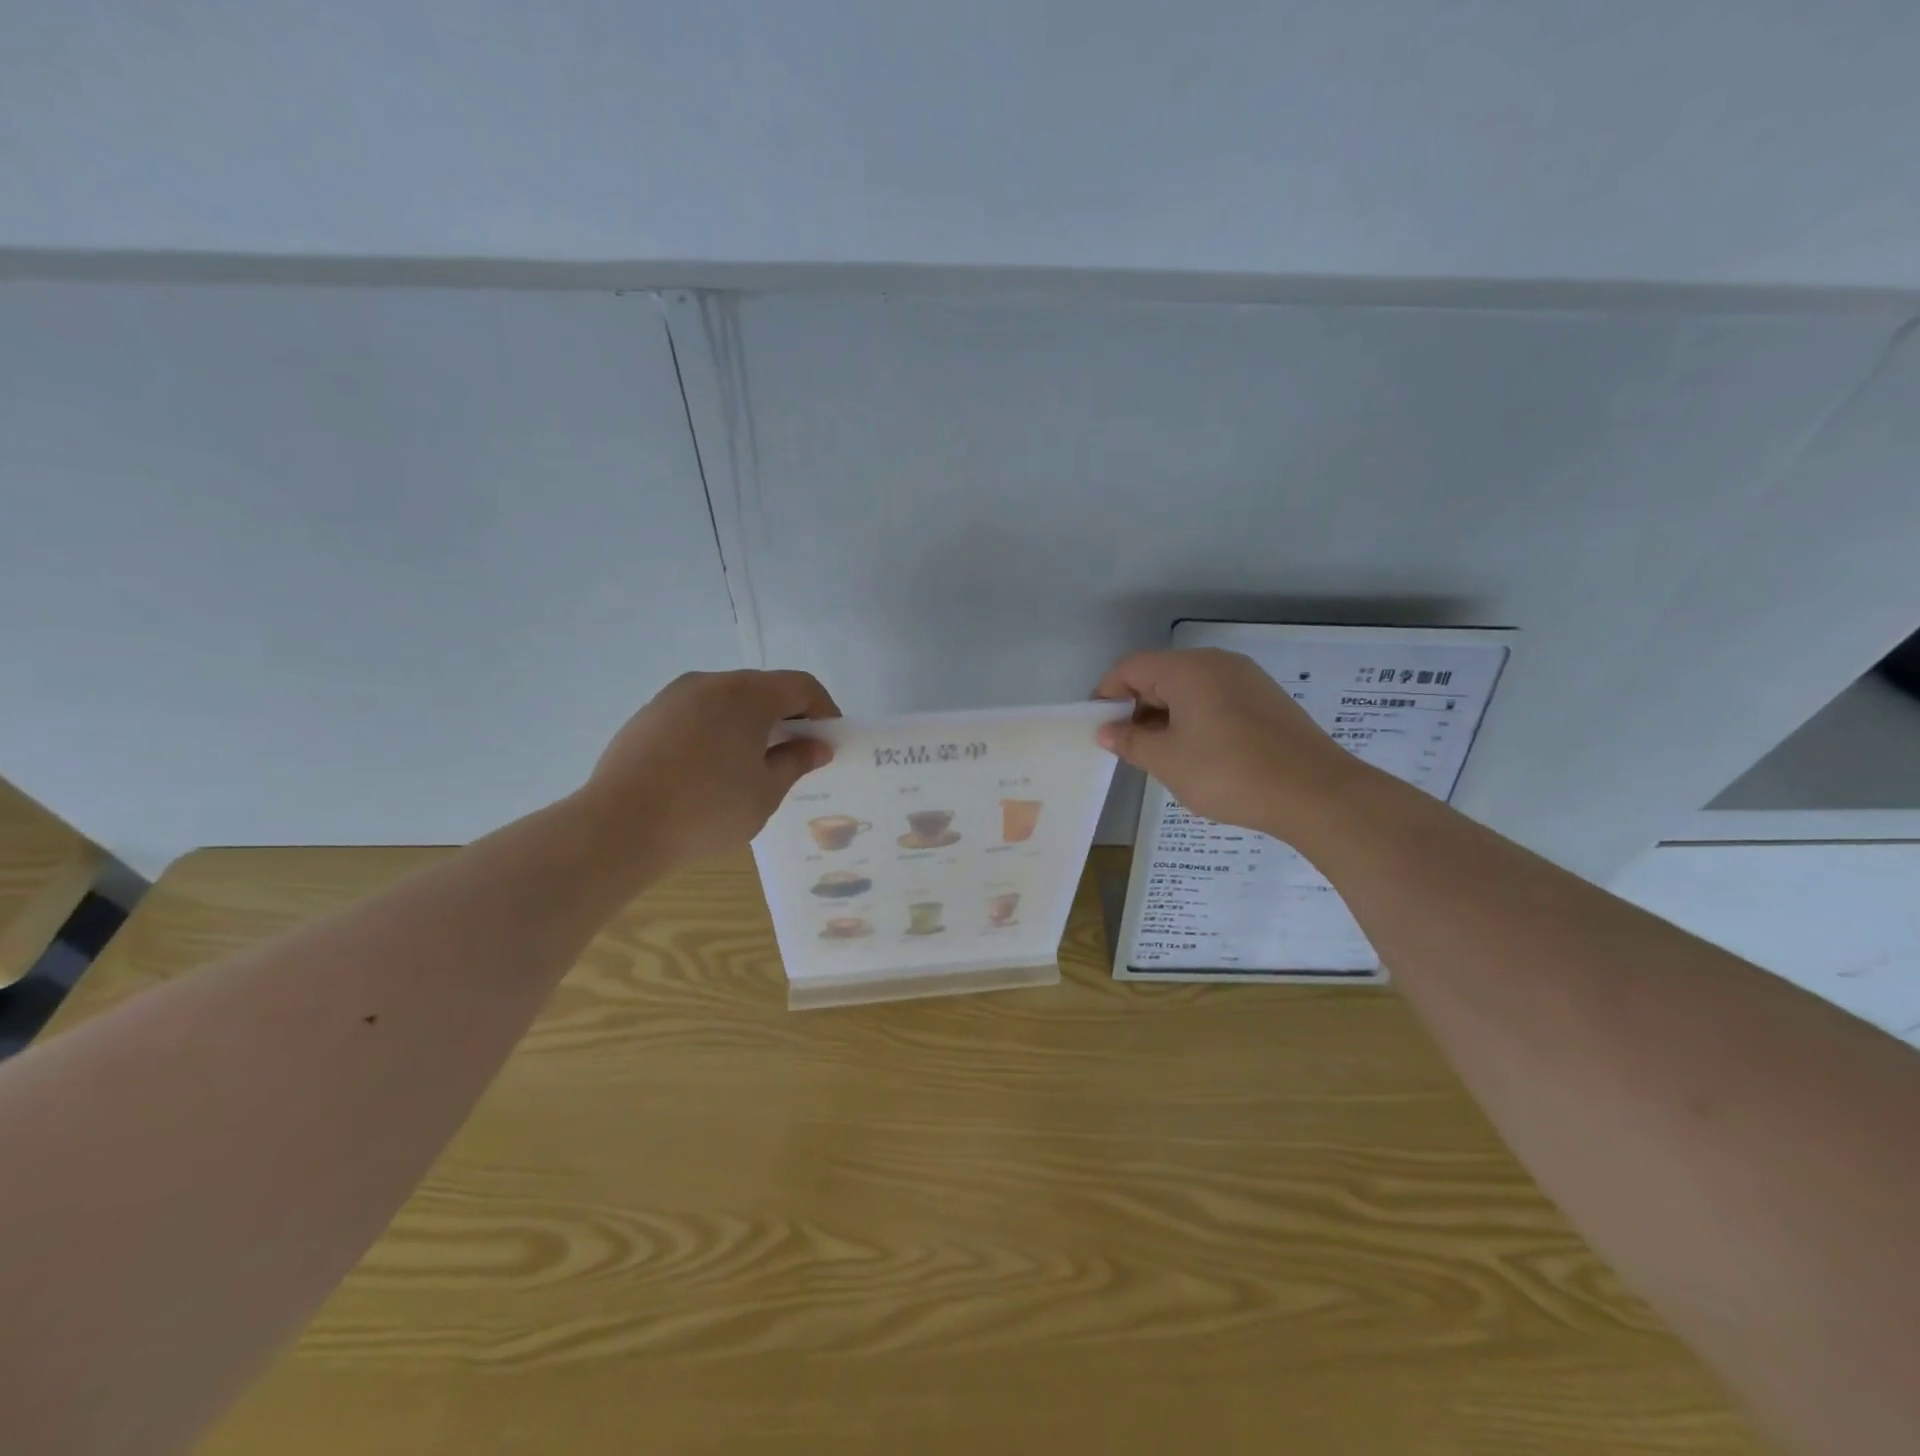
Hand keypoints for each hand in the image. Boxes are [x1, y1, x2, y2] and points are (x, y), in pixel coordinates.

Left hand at [583, 669, 839, 867]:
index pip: (801, 686)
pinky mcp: (648, 716)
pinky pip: (697, 713)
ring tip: (753, 764)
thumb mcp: (765, 792)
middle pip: (763, 688)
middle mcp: (710, 683)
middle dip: (787, 717)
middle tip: (796, 755)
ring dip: (751, 723)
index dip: (824, 710)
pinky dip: (718, 730)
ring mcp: (673, 696)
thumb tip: (816, 745)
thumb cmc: (707, 809)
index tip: (829, 741)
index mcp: (747, 695)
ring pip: (728, 699)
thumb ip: (796, 761)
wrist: (618, 827)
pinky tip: (711, 769)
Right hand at [1094, 649, 1359, 833]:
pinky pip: (1216, 700)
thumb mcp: (1168, 761)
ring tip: (1160, 755)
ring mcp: (1247, 679)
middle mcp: (1217, 663)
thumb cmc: (1229, 772)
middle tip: (1127, 746)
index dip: (1107, 694)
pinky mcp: (1267, 700)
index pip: (1131, 668)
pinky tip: (1197, 754)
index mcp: (1188, 669)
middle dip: (1136, 707)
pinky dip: (1195, 719)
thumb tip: (1106, 731)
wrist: (1316, 793)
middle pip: (1161, 674)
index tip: (1098, 727)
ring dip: (1165, 715)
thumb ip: (1131, 741)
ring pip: (1190, 689)